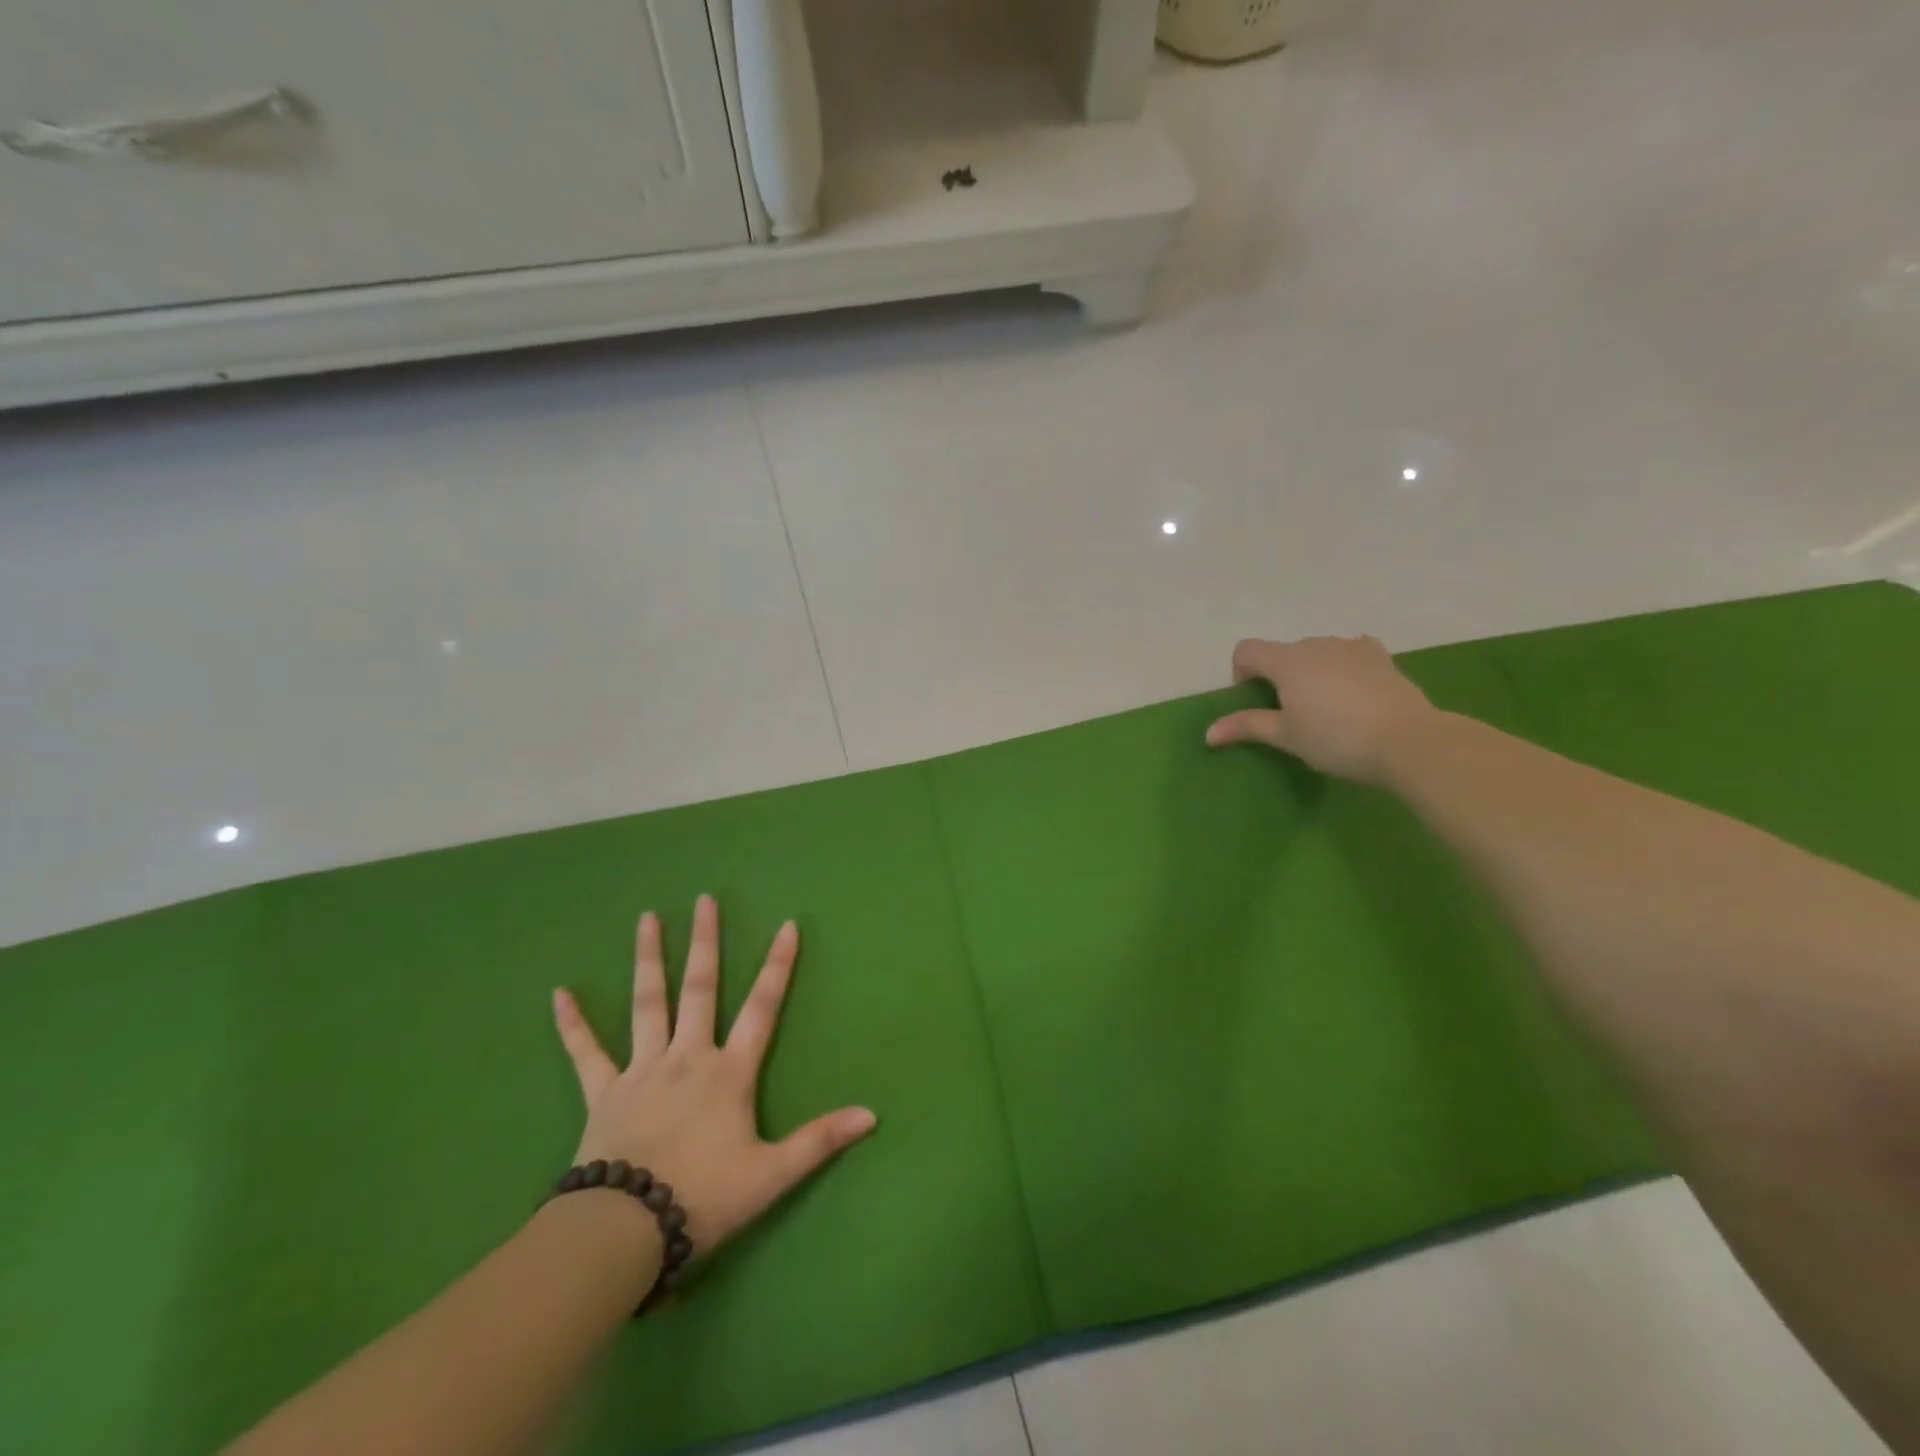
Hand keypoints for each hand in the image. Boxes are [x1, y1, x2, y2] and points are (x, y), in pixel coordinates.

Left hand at [551, 894, 875, 1257]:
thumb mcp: (771, 1175)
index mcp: (728, 1073)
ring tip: (647, 918)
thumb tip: (872, 1115)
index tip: (787, 926)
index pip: (761, 1008)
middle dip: (705, 942)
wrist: (624, 1231)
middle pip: (700, 989)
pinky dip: (572, 1024)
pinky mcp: (603, 1093)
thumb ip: (820, 1141)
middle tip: (704, 900)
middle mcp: (687, 1057)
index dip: (777, 967)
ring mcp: (642, 1070)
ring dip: (649, 959)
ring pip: (647, 1003)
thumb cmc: (703, 1198)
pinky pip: (585, 1053)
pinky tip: (559, 994)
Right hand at [1205, 635, 1436, 785]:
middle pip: (1282, 652)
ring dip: (1309, 672)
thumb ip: (1246, 727)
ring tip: (1325, 707)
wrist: (1409, 741)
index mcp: (1287, 661)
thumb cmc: (1336, 739)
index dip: (1241, 673)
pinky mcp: (1380, 656)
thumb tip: (1208, 733)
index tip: (1255, 702)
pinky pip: (1347, 654)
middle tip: (1290, 714)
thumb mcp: (1286, 737)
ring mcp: (1351, 646)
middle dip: (1278, 676)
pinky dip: (1340, 668)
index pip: (1246, 650)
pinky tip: (1353, 695)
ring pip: (1315, 652)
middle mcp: (1316, 644)